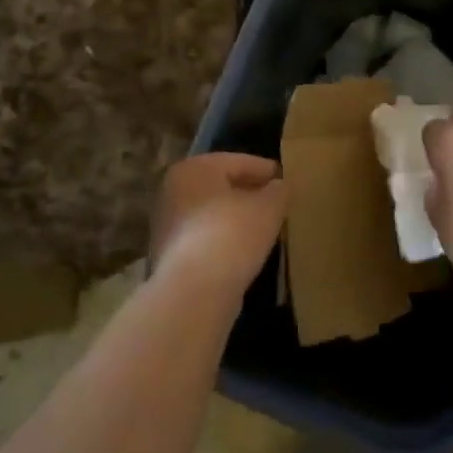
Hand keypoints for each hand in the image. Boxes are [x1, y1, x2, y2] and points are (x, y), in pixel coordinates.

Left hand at [148, 153, 286, 298]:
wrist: (194, 291)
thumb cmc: (233, 234)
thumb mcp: (269, 207)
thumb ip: (278, 191)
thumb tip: (278, 187)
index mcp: (194, 168)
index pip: (238, 162)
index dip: (266, 170)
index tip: (286, 180)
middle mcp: (173, 190)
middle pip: (221, 187)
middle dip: (248, 194)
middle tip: (276, 204)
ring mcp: (167, 224)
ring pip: (211, 213)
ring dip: (235, 219)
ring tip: (264, 228)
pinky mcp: (168, 255)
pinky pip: (204, 238)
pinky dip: (223, 240)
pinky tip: (244, 251)